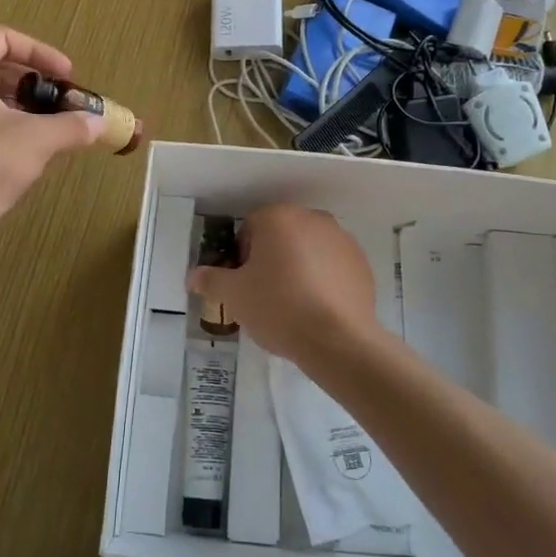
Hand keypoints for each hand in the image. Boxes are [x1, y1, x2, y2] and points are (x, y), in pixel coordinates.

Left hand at [0, 25, 104, 238]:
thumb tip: (102, 123)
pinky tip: (17, 151)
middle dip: (31, 83)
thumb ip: (72, 126)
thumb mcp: (36, 141)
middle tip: (58, 103)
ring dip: (15, 105)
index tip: (67, 78)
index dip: (41, 53)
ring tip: (44, 128)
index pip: (3, 38)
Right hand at [187, 204, 380, 368]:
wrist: (336, 339)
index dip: (241, 255)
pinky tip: (317, 309)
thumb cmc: (277, 307)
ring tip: (292, 305)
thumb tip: (193, 276)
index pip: (250, 227)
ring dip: (298, 268)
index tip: (243, 283)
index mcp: (278, 217)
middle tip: (264, 295)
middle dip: (270, 259)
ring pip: (308, 249)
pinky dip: (323, 280)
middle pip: (281, 235)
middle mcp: (312, 218)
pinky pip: (332, 266)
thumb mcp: (234, 296)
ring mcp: (342, 239)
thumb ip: (211, 280)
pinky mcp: (361, 263)